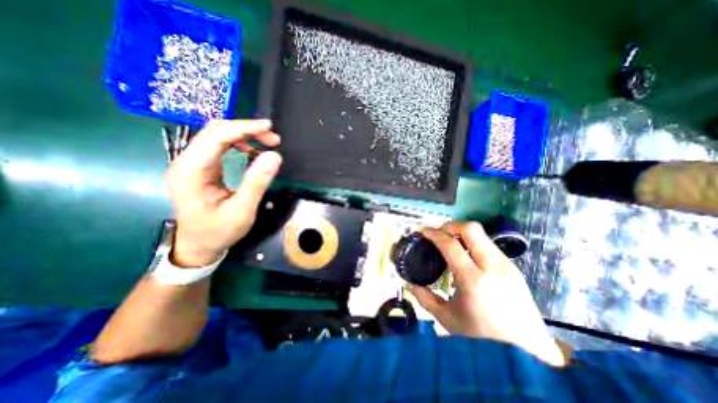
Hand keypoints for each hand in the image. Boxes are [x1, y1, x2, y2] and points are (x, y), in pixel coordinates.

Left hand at [167, 118, 281, 267]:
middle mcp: (187, 163)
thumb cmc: (219, 231)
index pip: (215, 137)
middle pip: (214, 131)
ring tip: (266, 143)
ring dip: (242, 135)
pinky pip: (218, 147)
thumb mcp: (242, 210)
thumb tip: (274, 156)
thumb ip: (257, 182)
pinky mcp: (200, 169)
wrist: (199, 246)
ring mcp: (192, 165)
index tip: (268, 127)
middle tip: (272, 139)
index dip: (243, 128)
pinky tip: (251, 151)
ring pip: (216, 137)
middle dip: (245, 130)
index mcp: (192, 172)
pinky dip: (238, 144)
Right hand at [410, 222, 566, 365]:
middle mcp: (493, 267)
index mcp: (473, 280)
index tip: (423, 232)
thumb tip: (408, 284)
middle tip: (439, 233)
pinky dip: (473, 243)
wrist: (528, 354)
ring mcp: (506, 265)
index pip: (450, 244)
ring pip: (482, 234)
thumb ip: (424, 298)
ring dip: (462, 233)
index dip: (434, 234)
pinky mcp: (513, 267)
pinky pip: (488, 245)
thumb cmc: (482, 338)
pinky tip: (466, 256)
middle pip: (471, 229)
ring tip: (450, 244)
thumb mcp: (447, 318)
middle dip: (450, 226)